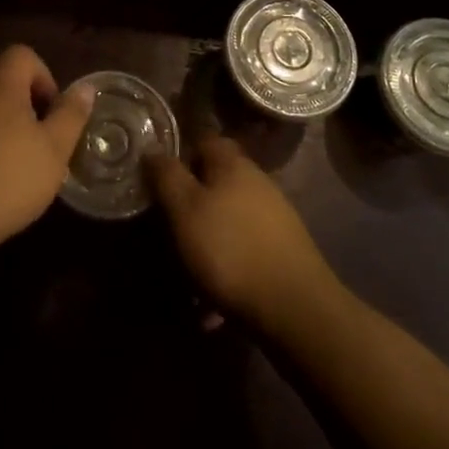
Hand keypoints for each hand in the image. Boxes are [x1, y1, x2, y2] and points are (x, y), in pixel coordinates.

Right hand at [146, 136, 338, 331]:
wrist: (295, 308)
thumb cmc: (230, 249)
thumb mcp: (185, 210)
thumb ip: (167, 176)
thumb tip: (153, 149)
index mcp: (232, 164)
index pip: (204, 140)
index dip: (180, 154)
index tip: (159, 179)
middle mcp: (256, 182)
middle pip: (217, 181)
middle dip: (192, 203)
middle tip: (169, 230)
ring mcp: (274, 217)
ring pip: (229, 220)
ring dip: (207, 242)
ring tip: (187, 277)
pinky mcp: (283, 252)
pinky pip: (244, 253)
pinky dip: (226, 271)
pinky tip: (212, 307)